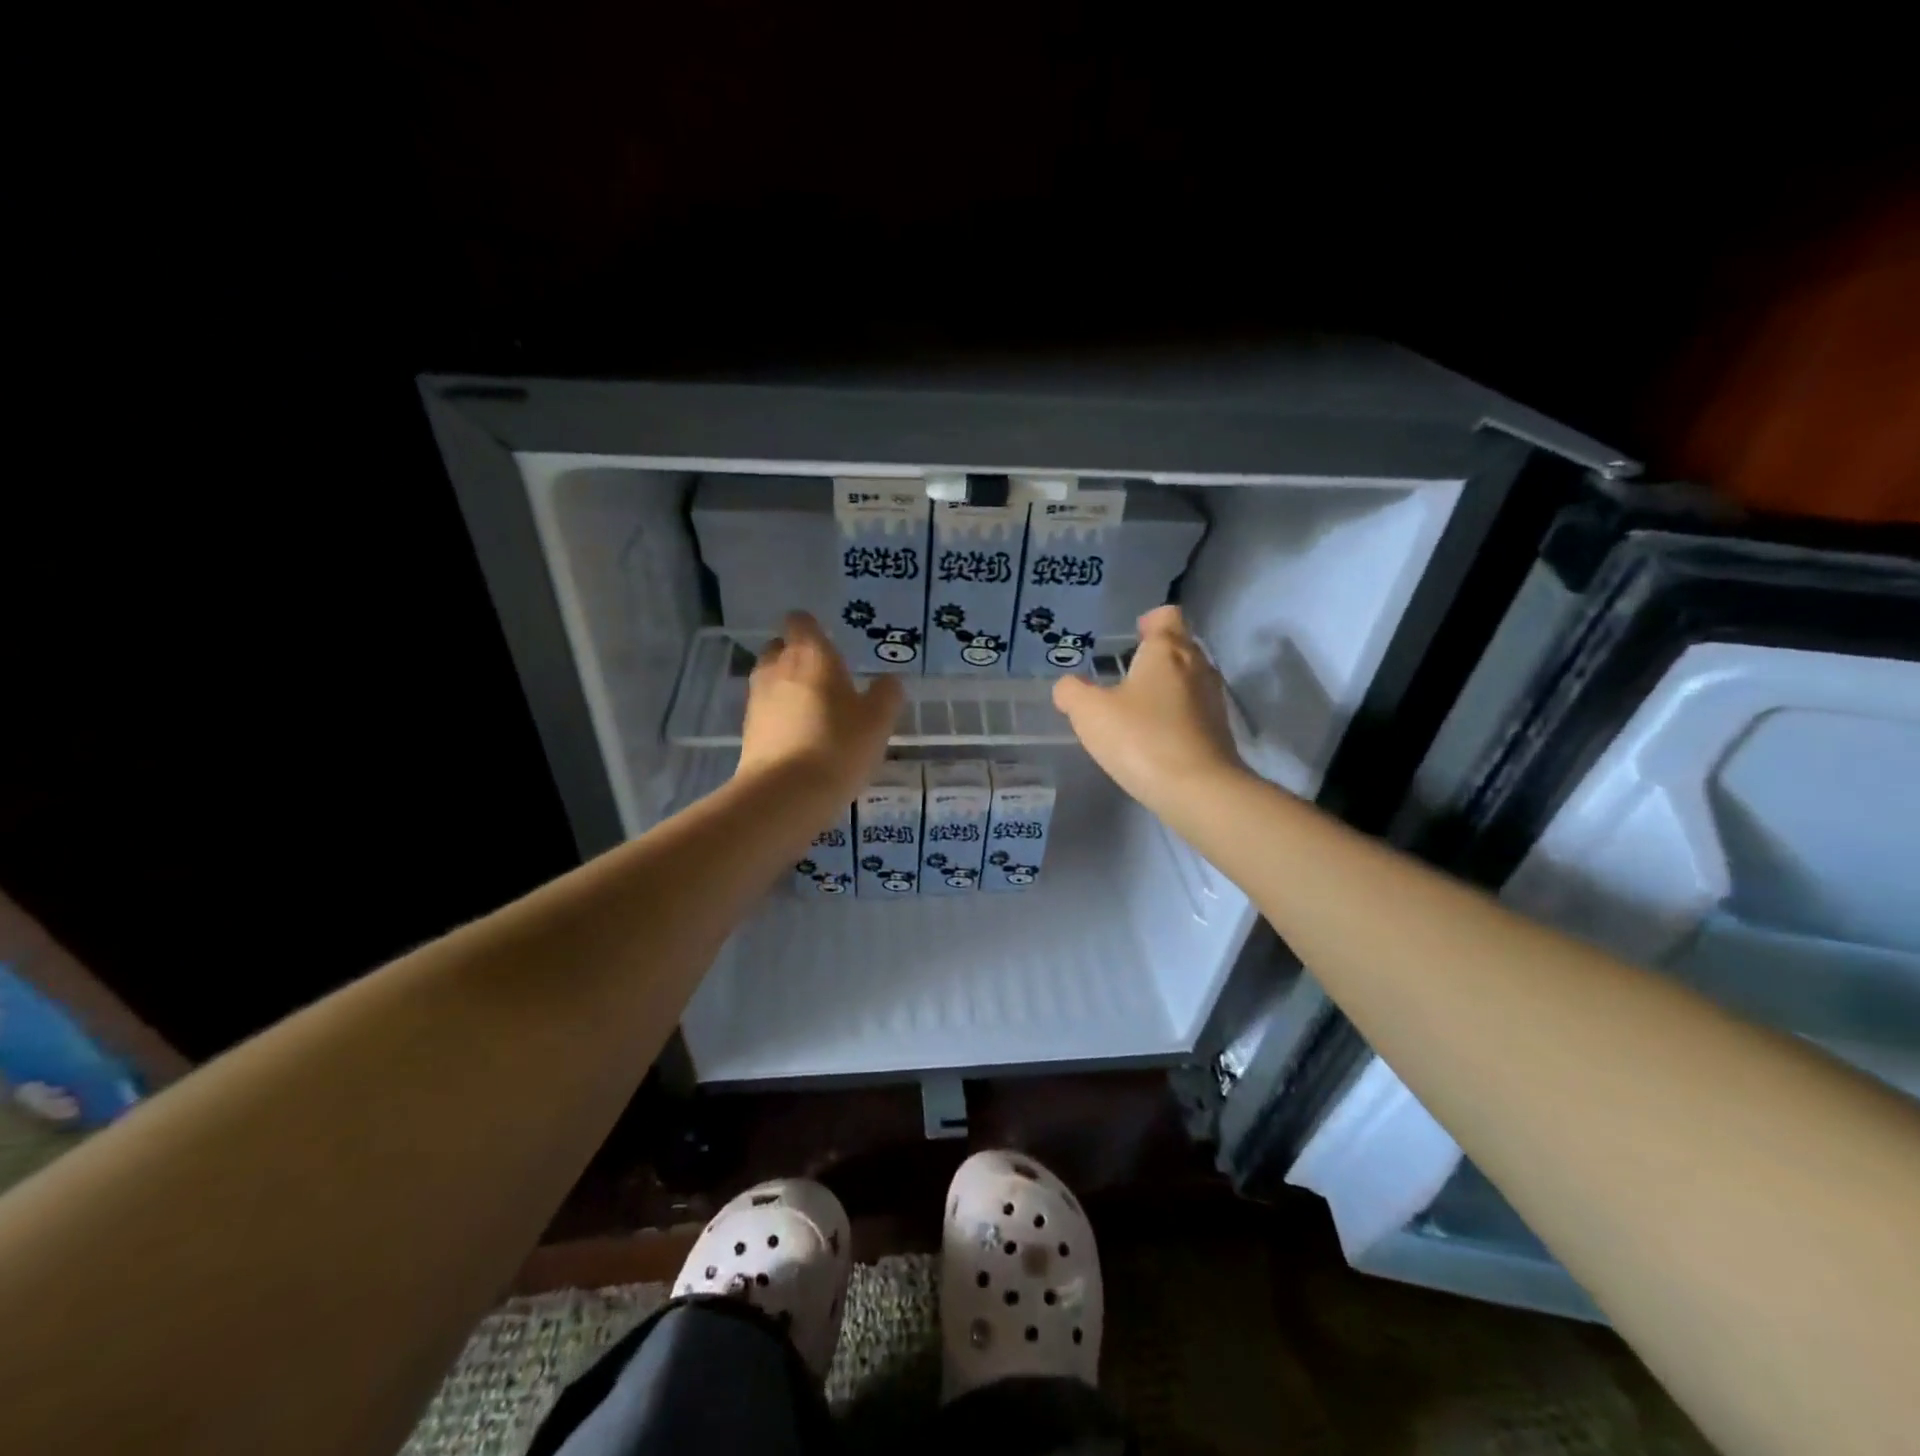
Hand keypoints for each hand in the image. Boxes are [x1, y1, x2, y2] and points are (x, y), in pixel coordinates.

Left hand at [738, 612, 902, 798]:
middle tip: (825, 678)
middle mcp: (777, 668)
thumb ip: (886, 694)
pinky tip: (800, 738)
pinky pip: (766, 711)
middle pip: (780, 648)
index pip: (801, 622)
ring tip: (814, 710)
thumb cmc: (838, 746)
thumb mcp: (878, 721)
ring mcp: (757, 700)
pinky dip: (779, 716)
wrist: (785, 794)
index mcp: (811, 655)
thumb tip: (888, 680)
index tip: (829, 642)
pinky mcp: (748, 731)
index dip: (813, 628)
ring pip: (770, 680)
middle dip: (797, 656)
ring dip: (787, 688)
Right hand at [1053, 605, 1246, 812]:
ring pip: (1189, 678)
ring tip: (1137, 708)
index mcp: (1167, 651)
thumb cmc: (1140, 738)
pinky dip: (1176, 715)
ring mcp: (1213, 699)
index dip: (1149, 621)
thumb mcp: (1089, 713)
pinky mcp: (1220, 731)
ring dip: (1166, 687)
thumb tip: (1068, 686)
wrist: (1198, 790)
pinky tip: (1154, 737)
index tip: (1132, 637)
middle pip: (1180, 646)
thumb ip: (1072, 692)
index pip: (1167, 616)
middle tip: (1125, 675)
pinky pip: (1195, 709)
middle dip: (1155, 655)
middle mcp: (1197, 666)